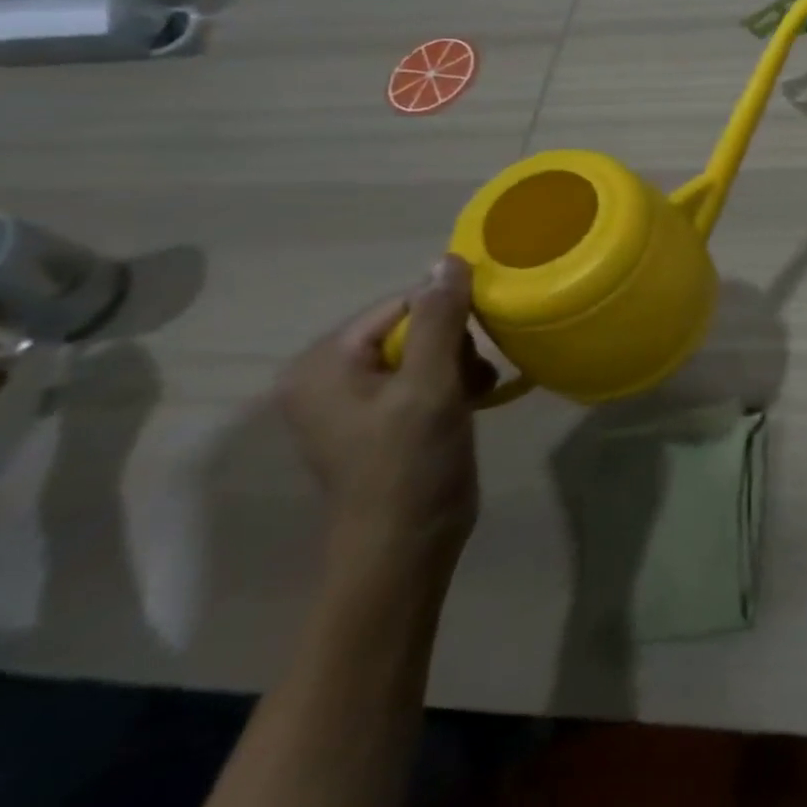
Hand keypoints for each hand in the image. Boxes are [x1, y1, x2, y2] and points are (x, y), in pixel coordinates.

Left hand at [276, 255, 492, 573]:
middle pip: (413, 325)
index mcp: (323, 363)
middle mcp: (329, 374)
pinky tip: (475, 400)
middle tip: (475, 376)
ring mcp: (355, 399)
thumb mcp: (429, 386)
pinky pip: (424, 375)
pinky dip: (454, 381)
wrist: (406, 547)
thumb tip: (447, 259)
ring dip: (461, 363)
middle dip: (456, 344)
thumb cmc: (410, 464)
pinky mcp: (382, 418)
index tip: (483, 340)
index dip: (449, 315)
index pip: (400, 304)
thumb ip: (439, 320)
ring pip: (426, 349)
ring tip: (478, 391)